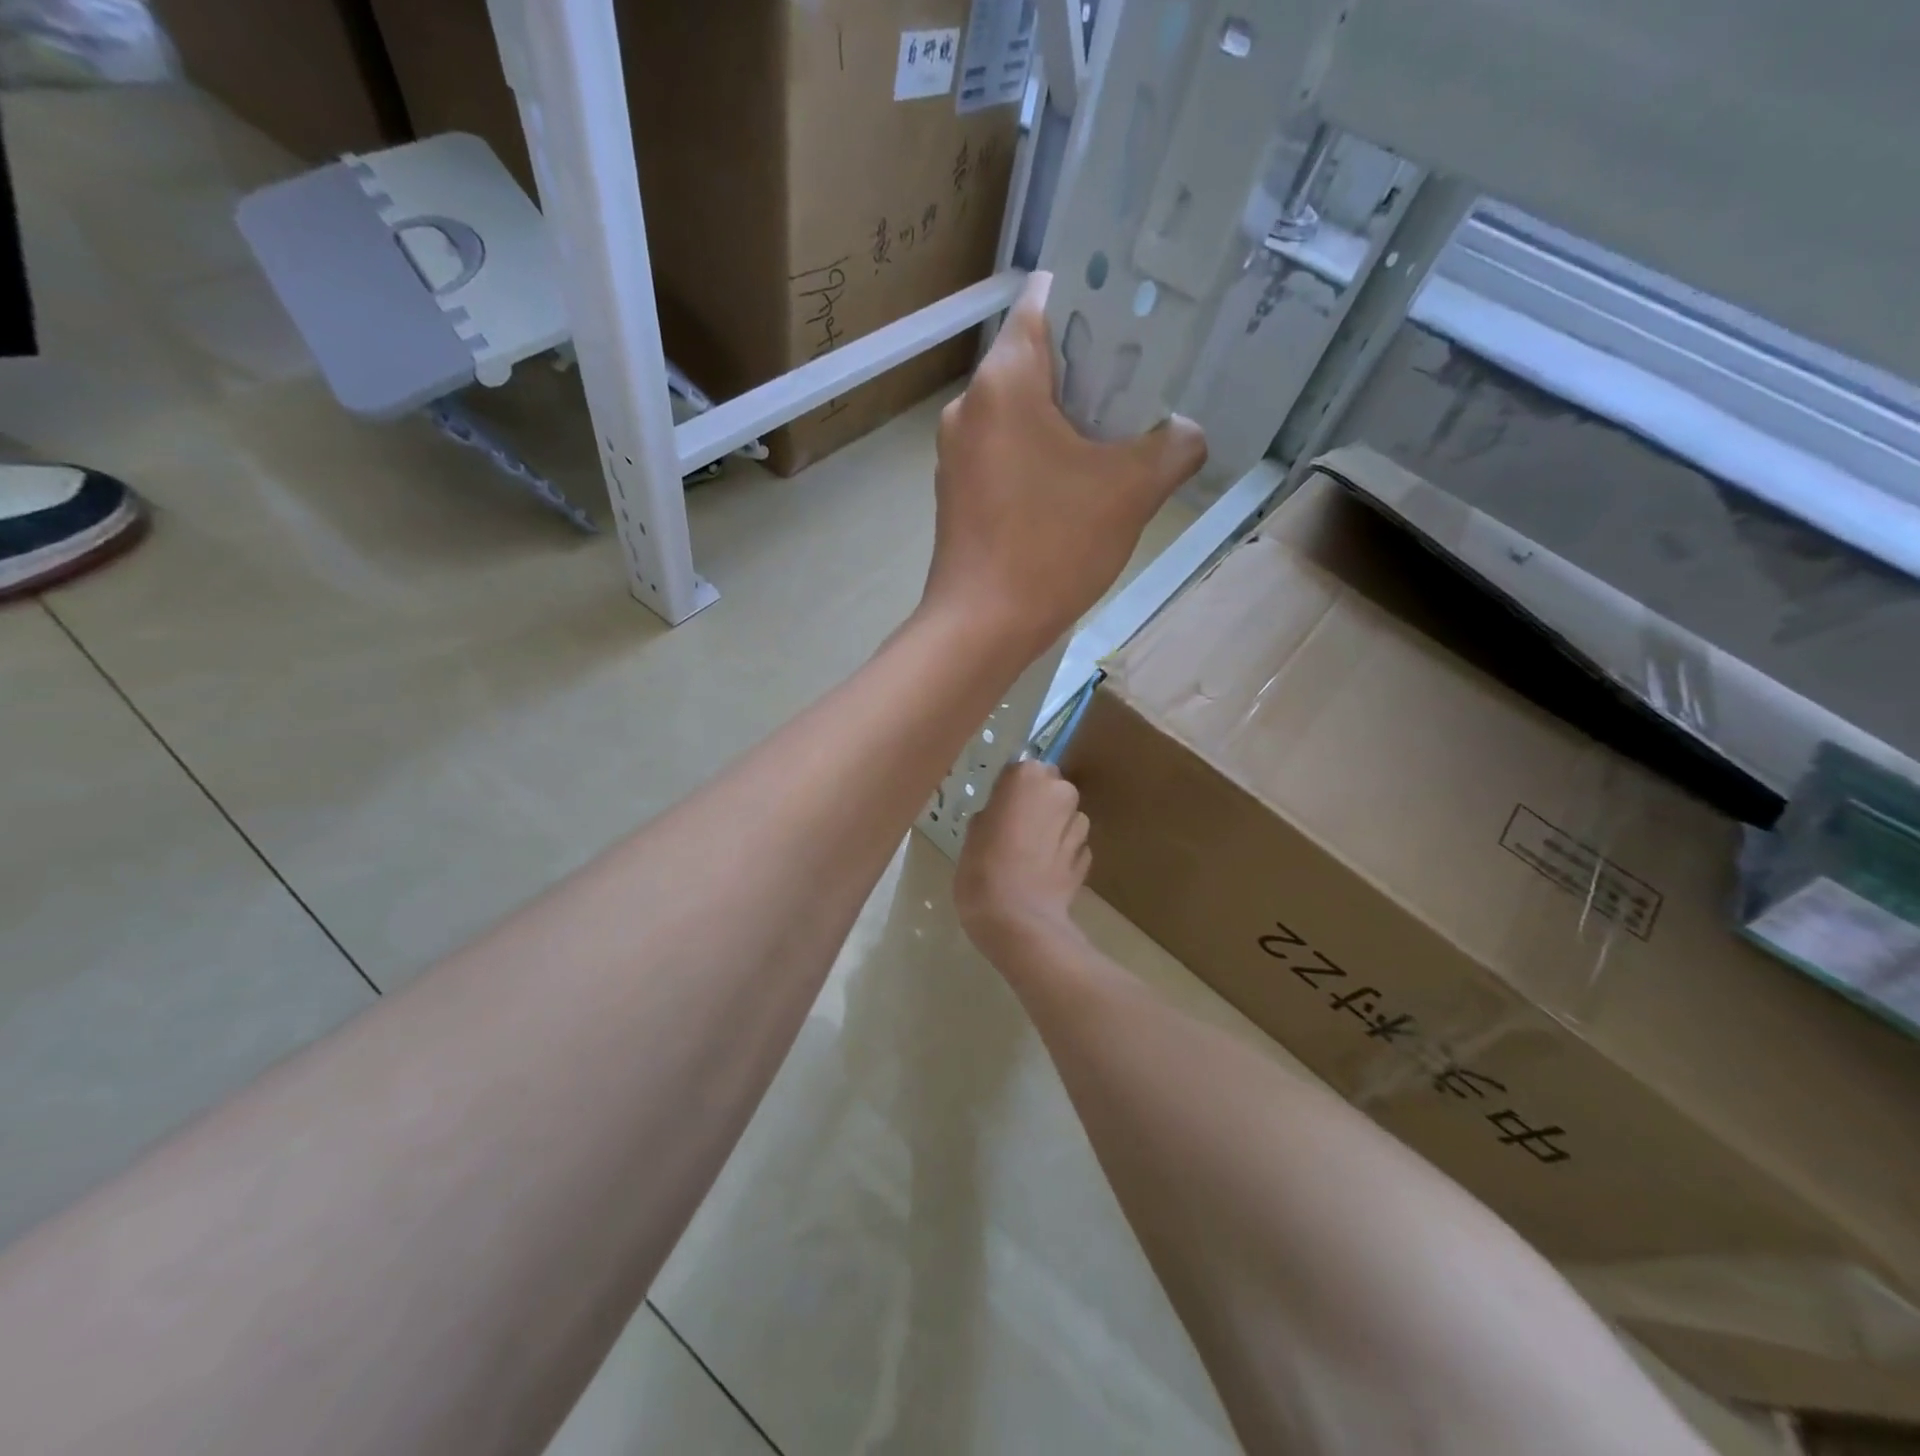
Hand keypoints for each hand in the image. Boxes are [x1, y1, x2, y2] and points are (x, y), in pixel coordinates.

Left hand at [923, 271, 1206, 658]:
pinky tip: (1072, 487)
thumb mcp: (1131, 491)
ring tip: (1114, 443)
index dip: (1097, 298)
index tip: (1138, 324)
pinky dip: (1039, 455)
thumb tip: (1186, 433)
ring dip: (1066, 419)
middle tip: (1141, 391)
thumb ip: (1173, 446)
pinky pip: (1005, 452)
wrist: (981, 628)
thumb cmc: (1051, 547)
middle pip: (1036, 358)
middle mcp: (969, 405)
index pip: (1048, 297)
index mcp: (1004, 380)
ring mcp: (957, 453)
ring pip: (1020, 410)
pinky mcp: (957, 492)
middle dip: (1091, 369)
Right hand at [955, 759, 1090, 959]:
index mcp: (1028, 776)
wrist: (1019, 921)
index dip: (1010, 791)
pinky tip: (1042, 875)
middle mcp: (1061, 792)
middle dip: (1037, 805)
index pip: (1021, 770)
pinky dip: (1061, 855)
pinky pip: (1072, 847)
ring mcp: (1079, 825)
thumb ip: (993, 812)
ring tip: (1028, 857)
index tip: (998, 811)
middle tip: (1012, 832)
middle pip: (1050, 789)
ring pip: (1065, 818)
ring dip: (1052, 829)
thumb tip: (1002, 814)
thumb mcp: (973, 833)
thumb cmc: (983, 869)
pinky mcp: (1088, 857)